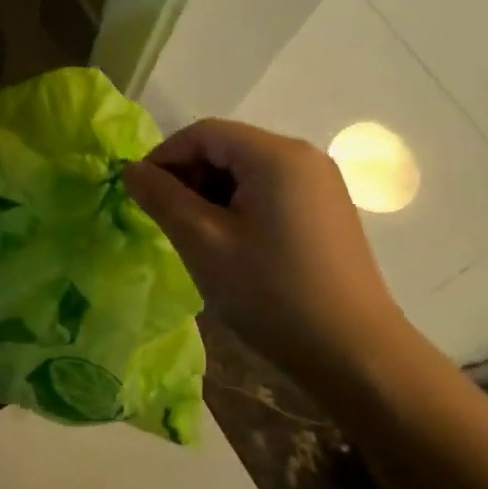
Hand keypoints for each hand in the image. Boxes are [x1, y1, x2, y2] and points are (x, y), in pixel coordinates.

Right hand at [124, 118, 398, 372]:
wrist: (356, 355)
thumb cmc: (272, 293)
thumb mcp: (203, 243)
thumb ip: (162, 198)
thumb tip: (131, 170)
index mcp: (275, 155)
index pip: (204, 133)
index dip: (165, 157)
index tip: (140, 194)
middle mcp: (303, 156)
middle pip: (228, 147)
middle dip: (189, 176)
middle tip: (167, 219)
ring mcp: (321, 183)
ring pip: (248, 170)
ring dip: (212, 193)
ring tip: (197, 236)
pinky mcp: (328, 210)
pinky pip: (271, 190)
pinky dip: (240, 205)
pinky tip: (233, 245)